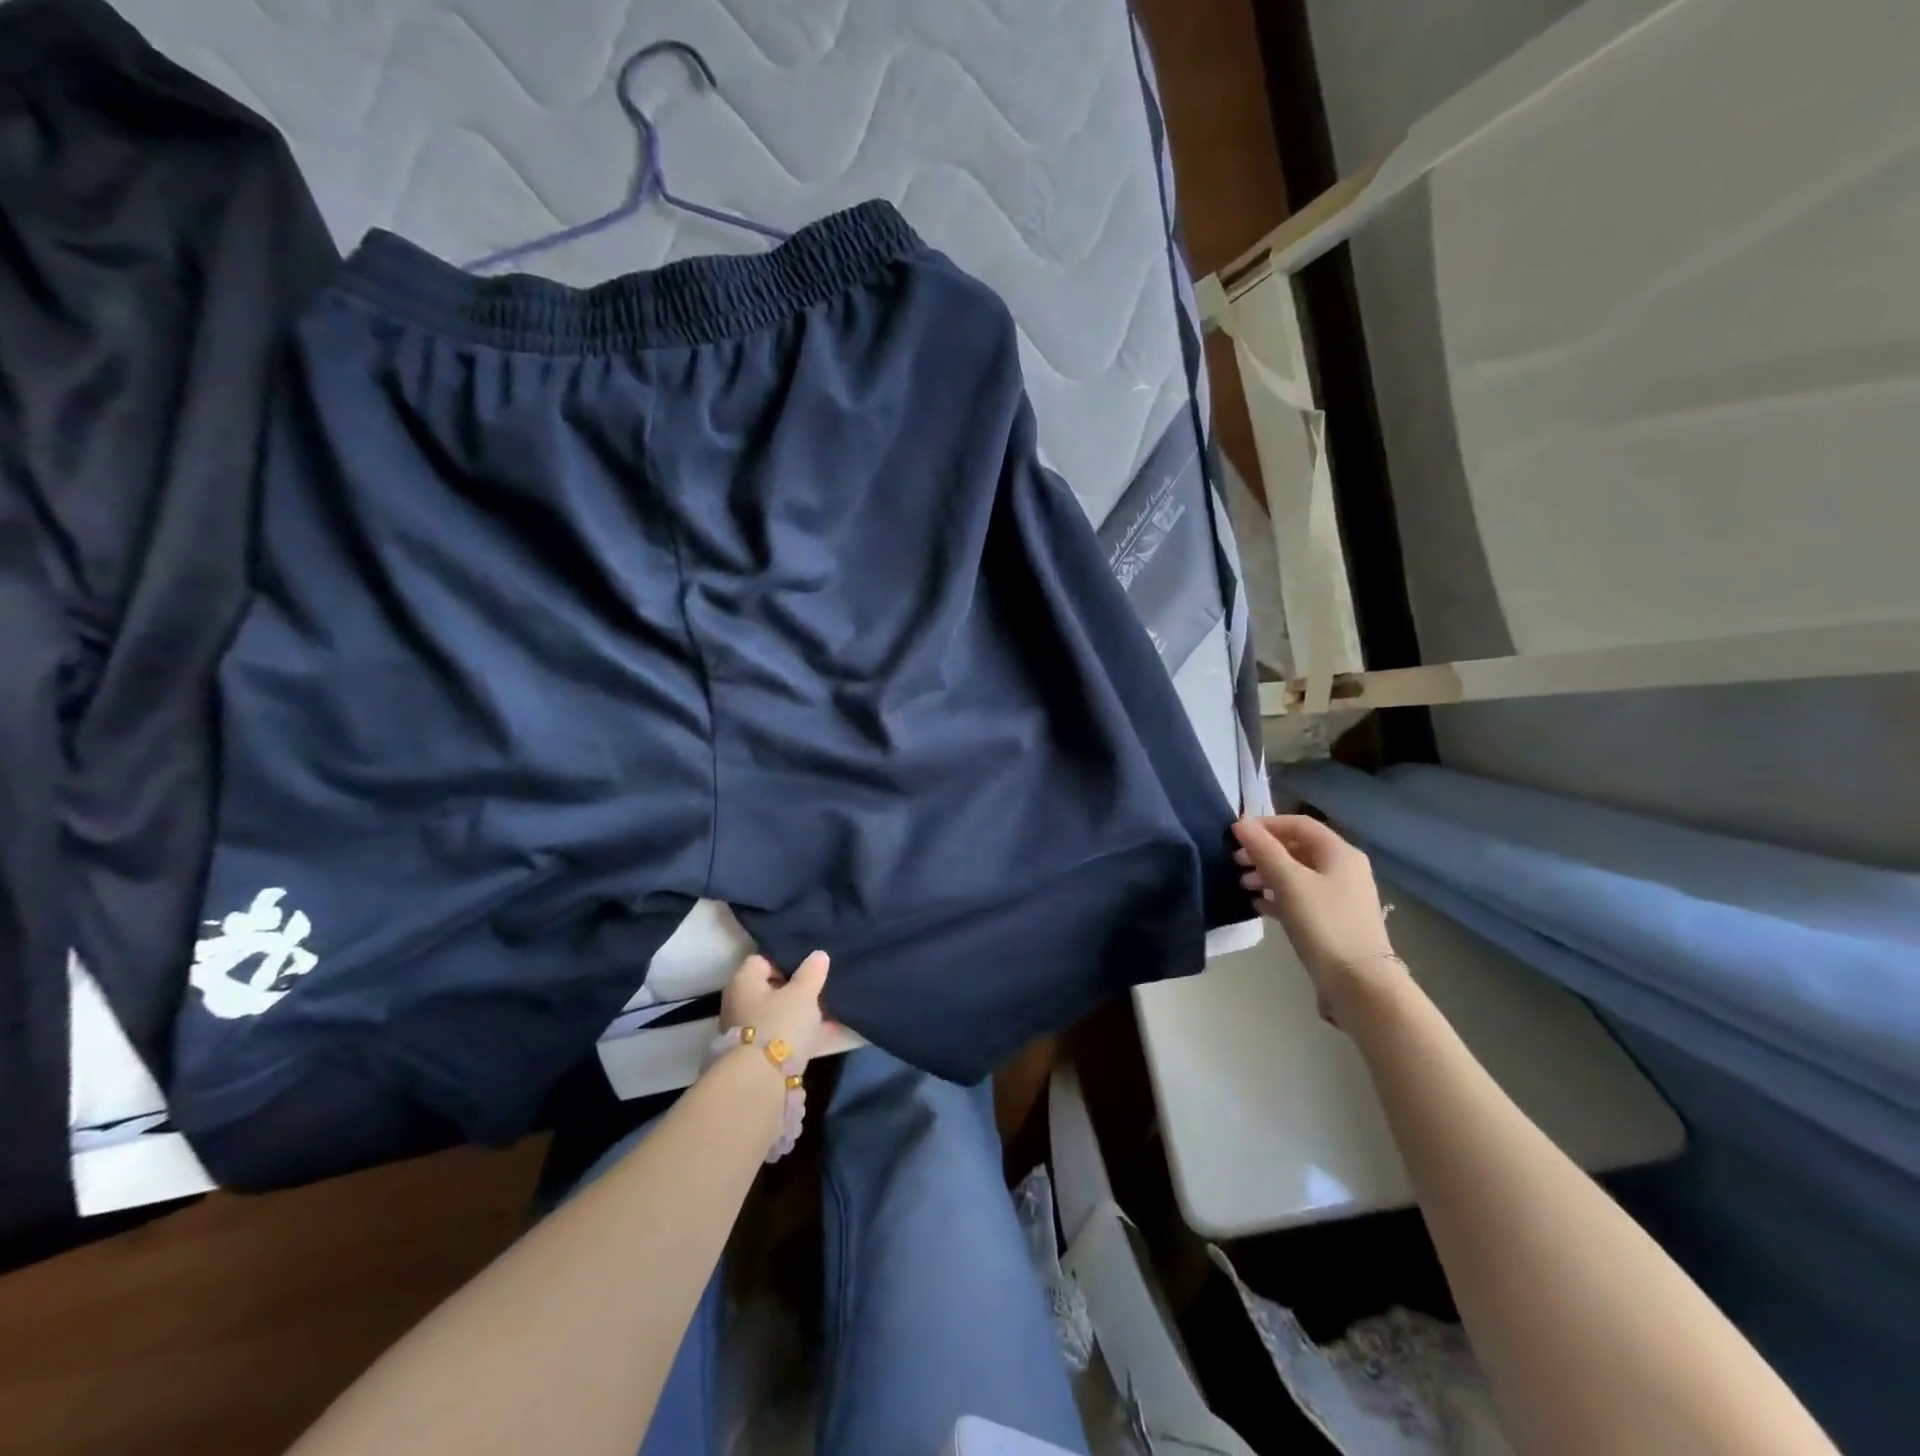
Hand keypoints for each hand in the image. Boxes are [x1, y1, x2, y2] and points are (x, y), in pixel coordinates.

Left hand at [720, 950, 831, 1073]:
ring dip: (798, 1015)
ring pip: (776, 1015)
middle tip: (820, 990)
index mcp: (743, 981)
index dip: (787, 961)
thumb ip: (812, 972)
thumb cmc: (780, 1024)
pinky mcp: (755, 1057)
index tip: (809, 969)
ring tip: (827, 1013)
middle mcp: (737, 1004)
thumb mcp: (803, 993)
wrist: (761, 1083)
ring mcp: (744, 1033)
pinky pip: (781, 1037)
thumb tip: (818, 955)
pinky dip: (798, 1035)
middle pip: (770, 990)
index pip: (763, 960)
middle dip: (795, 991)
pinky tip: (823, 1035)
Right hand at [1233, 815, 1405, 1027]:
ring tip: (1243, 885)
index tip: (1235, 836)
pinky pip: (1301, 897)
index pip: (1299, 824)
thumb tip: (1240, 824)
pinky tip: (1257, 906)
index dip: (1265, 824)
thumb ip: (1263, 849)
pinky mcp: (1333, 920)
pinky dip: (1278, 896)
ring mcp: (1340, 896)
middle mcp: (1344, 869)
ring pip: (1297, 874)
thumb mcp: (1288, 882)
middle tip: (1235, 862)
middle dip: (1264, 852)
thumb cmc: (1323, 923)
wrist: (1359, 983)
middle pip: (1297, 848)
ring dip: (1267, 874)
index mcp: (1339, 853)